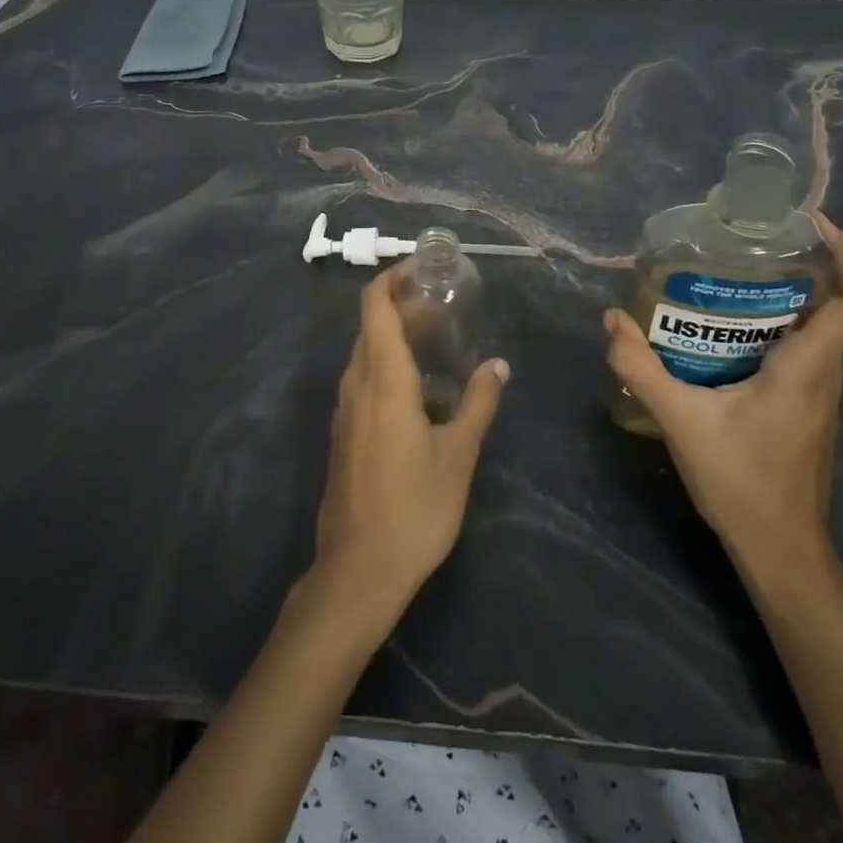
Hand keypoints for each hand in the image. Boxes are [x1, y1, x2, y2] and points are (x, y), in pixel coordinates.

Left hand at [311, 268, 508, 627]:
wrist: (358, 572)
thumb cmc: (414, 510)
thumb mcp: (458, 456)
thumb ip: (478, 404)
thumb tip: (498, 365)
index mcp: (382, 380)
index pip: (374, 307)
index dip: (392, 278)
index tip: (422, 270)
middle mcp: (356, 385)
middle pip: (371, 326)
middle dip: (402, 307)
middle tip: (443, 307)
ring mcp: (345, 411)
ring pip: (365, 353)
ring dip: (394, 336)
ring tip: (436, 340)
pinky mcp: (344, 433)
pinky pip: (363, 380)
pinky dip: (386, 364)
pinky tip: (418, 387)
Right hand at [603, 217, 842, 566]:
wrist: (780, 550)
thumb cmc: (742, 481)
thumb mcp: (682, 419)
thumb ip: (642, 367)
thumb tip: (612, 319)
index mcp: (808, 366)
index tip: (814, 225)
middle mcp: (824, 374)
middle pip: (834, 305)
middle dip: (800, 266)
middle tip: (748, 243)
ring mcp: (818, 394)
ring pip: (816, 329)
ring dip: (784, 298)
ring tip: (729, 278)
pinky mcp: (804, 409)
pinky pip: (800, 352)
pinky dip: (773, 328)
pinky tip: (725, 333)